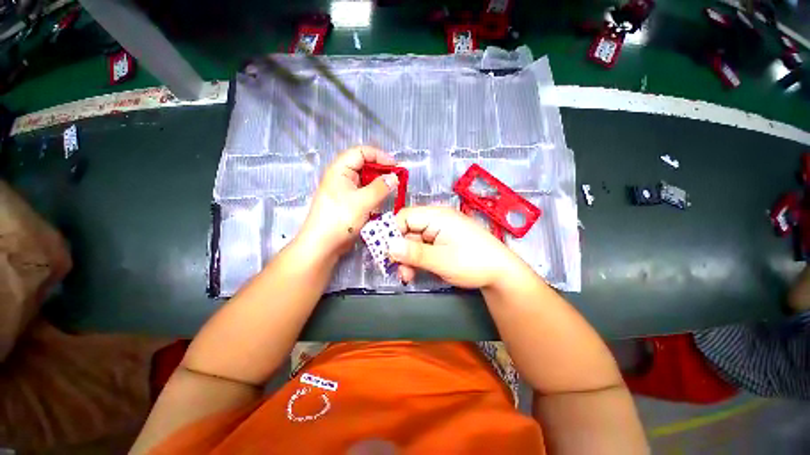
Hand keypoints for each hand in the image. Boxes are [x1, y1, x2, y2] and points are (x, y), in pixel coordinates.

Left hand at [299, 146, 398, 255]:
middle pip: (364, 166)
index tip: (395, 166)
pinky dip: (374, 196)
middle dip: (381, 172)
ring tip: (391, 193)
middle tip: (396, 180)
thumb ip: (381, 187)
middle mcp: (341, 177)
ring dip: (378, 185)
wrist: (323, 245)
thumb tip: (394, 177)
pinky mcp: (348, 203)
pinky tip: (381, 203)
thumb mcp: (363, 201)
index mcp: (340, 170)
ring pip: (365, 181)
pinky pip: (364, 194)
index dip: (379, 156)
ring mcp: (344, 191)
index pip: (361, 152)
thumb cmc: (340, 219)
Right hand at [389, 206, 521, 288]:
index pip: (404, 217)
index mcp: (436, 216)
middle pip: (408, 230)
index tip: (384, 252)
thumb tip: (388, 247)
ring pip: (414, 241)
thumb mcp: (440, 260)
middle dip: (400, 251)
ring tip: (407, 276)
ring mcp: (440, 231)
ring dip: (408, 258)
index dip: (391, 233)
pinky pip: (424, 247)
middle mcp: (437, 220)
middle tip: (397, 270)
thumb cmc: (473, 262)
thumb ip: (413, 253)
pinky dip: (417, 259)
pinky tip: (415, 272)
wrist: (502, 274)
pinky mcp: (443, 242)